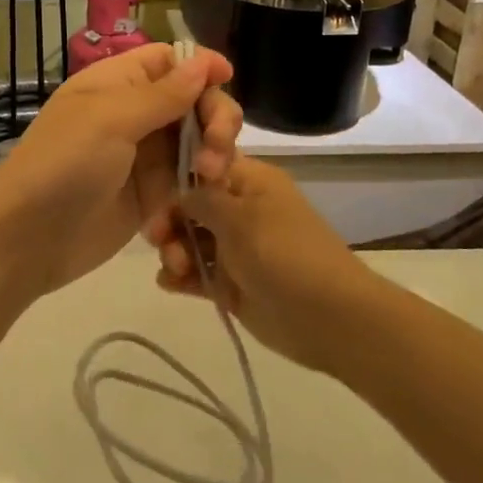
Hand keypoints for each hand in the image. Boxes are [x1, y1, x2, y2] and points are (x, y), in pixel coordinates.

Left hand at [0, 43, 240, 300]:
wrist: (29, 239)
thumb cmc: (64, 163)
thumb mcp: (111, 119)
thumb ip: (163, 94)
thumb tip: (204, 62)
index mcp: (117, 83)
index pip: (168, 61)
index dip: (200, 65)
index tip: (227, 78)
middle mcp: (135, 114)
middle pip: (193, 100)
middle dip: (215, 115)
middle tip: (217, 144)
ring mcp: (145, 156)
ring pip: (198, 140)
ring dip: (215, 151)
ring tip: (210, 175)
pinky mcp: (153, 195)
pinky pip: (190, 178)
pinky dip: (205, 181)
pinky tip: (206, 193)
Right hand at [151, 156, 371, 374]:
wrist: (327, 316)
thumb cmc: (282, 252)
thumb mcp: (238, 216)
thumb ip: (202, 199)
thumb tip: (180, 192)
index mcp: (251, 182)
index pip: (205, 166)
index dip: (179, 177)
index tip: (156, 192)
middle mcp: (241, 211)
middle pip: (192, 206)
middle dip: (171, 220)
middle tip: (156, 238)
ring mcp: (236, 249)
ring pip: (191, 241)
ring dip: (174, 251)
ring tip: (176, 269)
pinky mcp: (231, 284)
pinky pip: (197, 274)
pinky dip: (181, 277)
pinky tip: (169, 283)